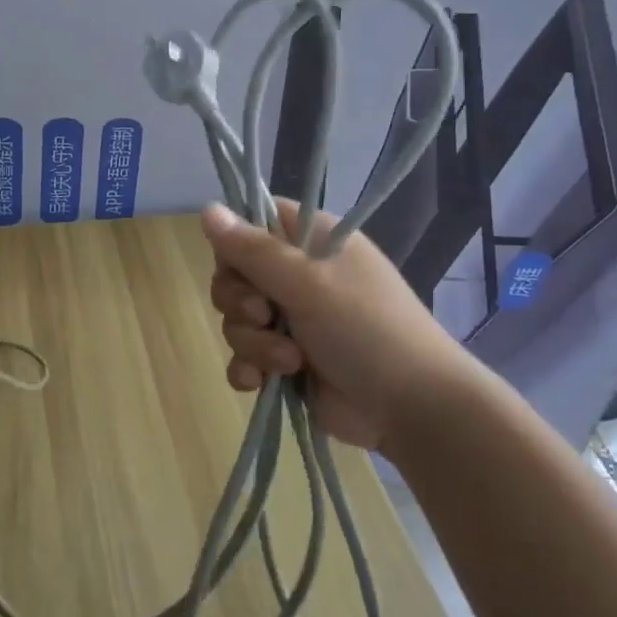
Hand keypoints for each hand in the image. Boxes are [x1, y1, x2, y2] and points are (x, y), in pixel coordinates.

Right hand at [203, 199, 478, 452]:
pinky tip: (260, 383)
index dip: (238, 241)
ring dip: (253, 342)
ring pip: (237, 320)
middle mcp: (300, 276)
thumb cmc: (365, 328)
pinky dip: (248, 369)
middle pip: (235, 274)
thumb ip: (252, 249)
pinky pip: (245, 357)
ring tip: (290, 361)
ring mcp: (293, 321)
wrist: (411, 408)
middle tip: (266, 315)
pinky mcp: (287, 361)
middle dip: (240, 302)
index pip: (256, 220)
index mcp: (312, 241)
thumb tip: (205, 208)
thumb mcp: (307, 282)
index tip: (239, 264)